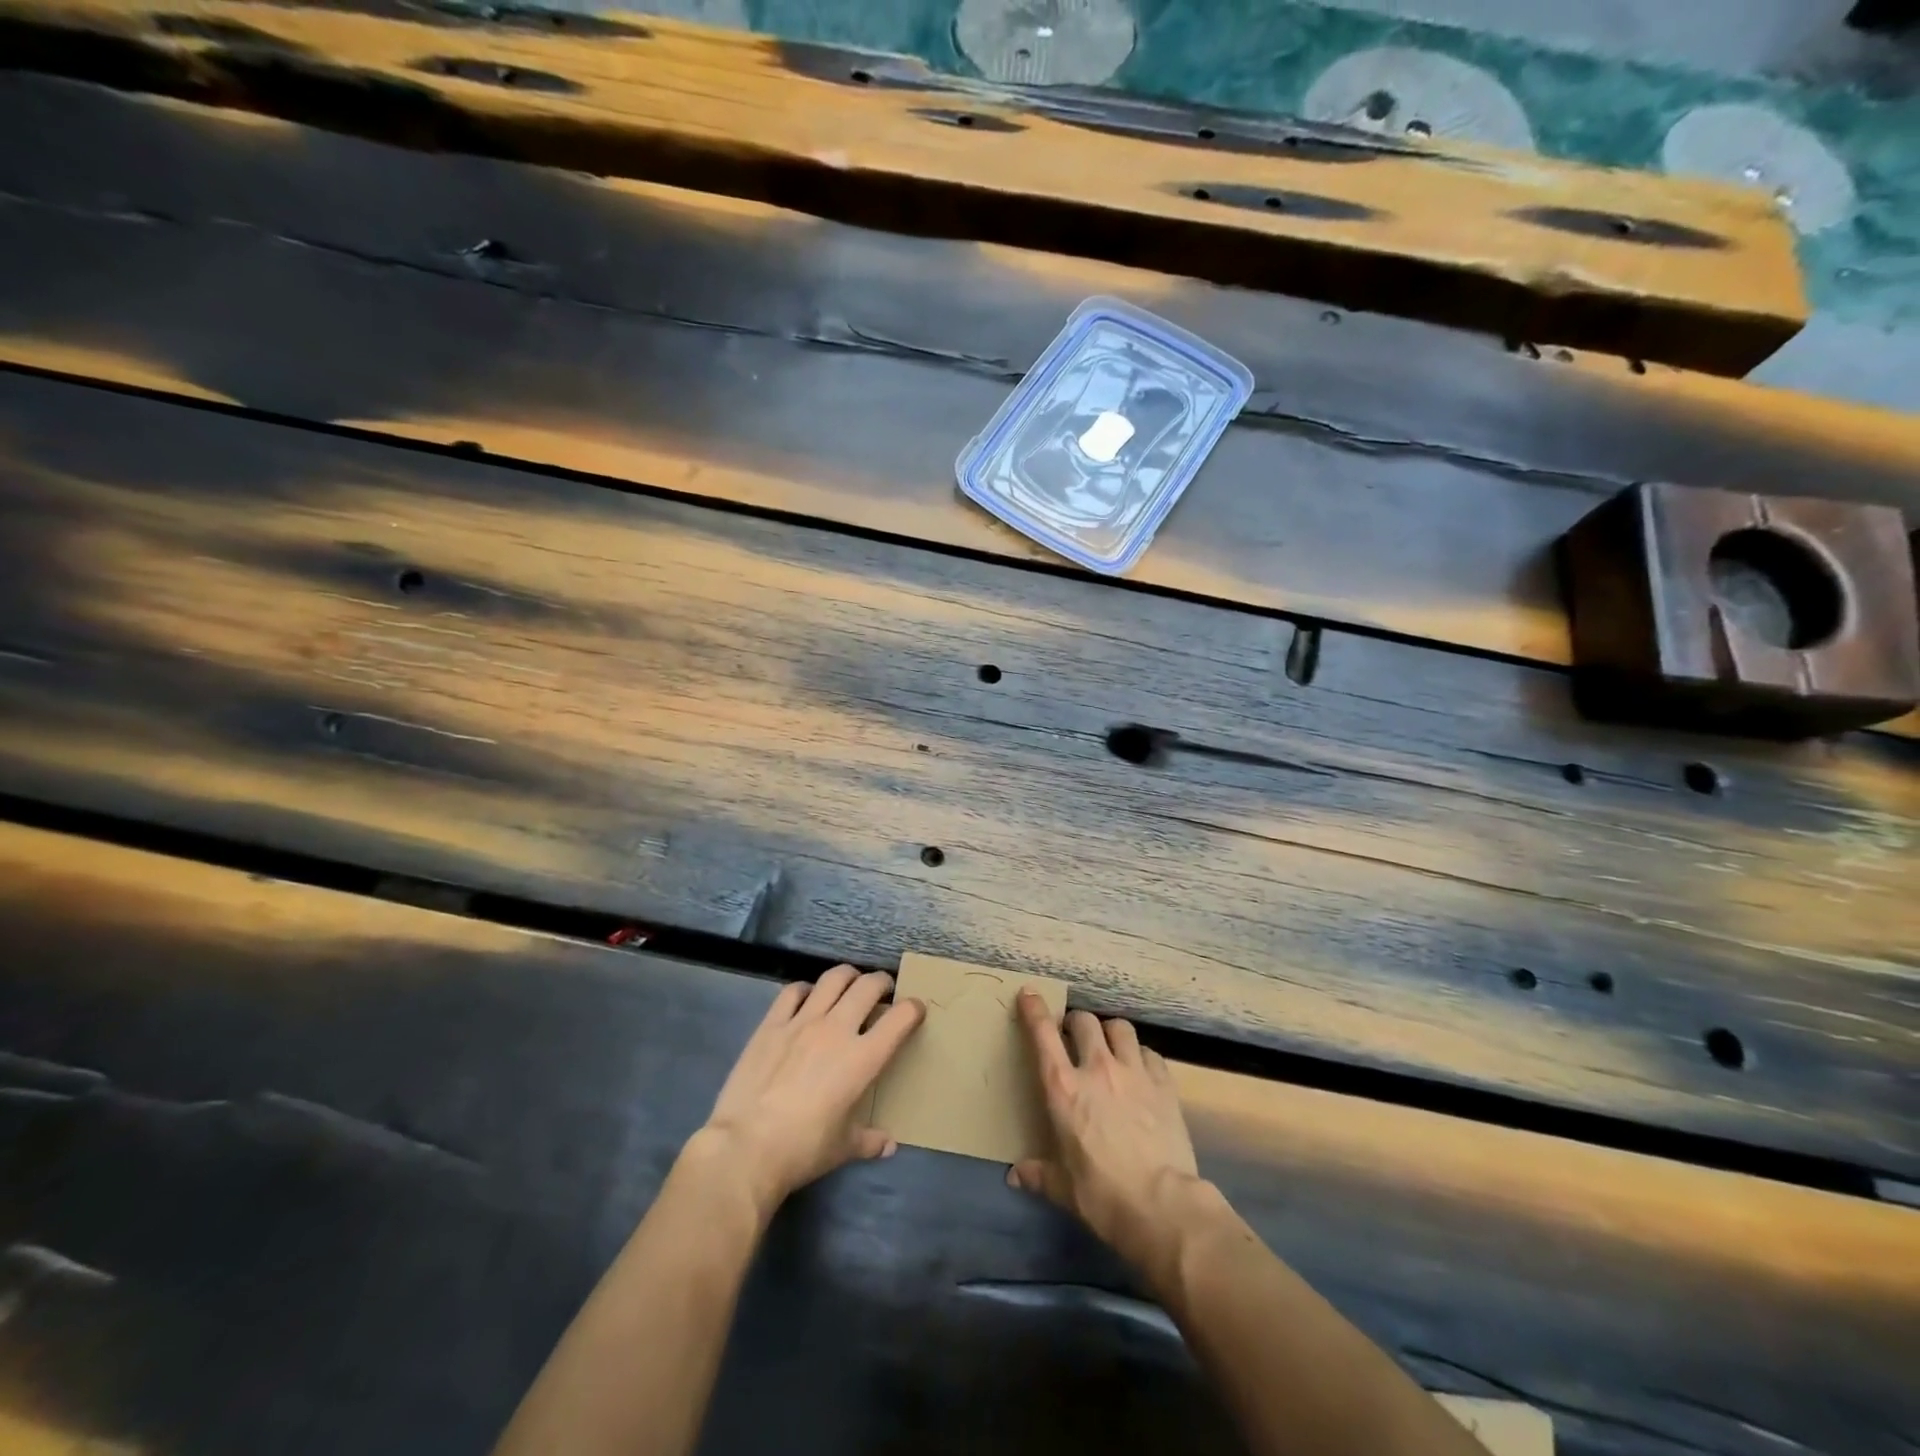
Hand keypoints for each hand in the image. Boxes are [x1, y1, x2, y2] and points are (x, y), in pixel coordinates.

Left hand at [694, 966, 924, 1217]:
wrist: (746, 1148)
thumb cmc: (803, 1150)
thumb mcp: (843, 1149)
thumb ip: (869, 1140)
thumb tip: (888, 1145)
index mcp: (862, 1059)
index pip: (899, 1019)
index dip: (913, 1009)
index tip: (915, 1009)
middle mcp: (837, 1030)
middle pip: (868, 986)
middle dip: (882, 983)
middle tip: (883, 990)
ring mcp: (802, 1022)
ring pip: (833, 978)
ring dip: (848, 976)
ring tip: (850, 984)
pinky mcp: (772, 1024)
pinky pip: (793, 991)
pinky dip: (806, 989)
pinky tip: (807, 997)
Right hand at [1008, 991, 1201, 1268]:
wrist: (1161, 1205)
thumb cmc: (1102, 1195)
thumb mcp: (1063, 1188)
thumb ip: (1039, 1174)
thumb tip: (1016, 1175)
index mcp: (1063, 1088)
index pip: (1043, 1035)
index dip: (1034, 1010)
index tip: (1029, 994)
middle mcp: (1097, 1068)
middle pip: (1084, 1021)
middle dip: (1076, 1023)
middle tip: (1074, 1037)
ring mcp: (1133, 1072)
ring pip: (1120, 1027)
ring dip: (1110, 1032)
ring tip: (1109, 1045)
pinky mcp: (1164, 1083)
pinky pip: (1150, 1052)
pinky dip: (1141, 1055)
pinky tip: (1141, 1069)